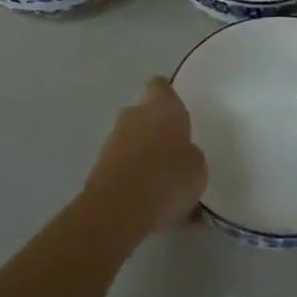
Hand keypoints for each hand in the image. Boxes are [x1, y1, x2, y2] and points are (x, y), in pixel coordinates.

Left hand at [82, 78, 207, 241]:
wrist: (118, 209)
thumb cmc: (168, 177)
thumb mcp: (197, 168)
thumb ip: (190, 155)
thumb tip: (183, 154)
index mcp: (162, 106)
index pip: (161, 86)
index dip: (168, 96)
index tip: (177, 109)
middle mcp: (135, 115)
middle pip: (144, 113)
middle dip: (155, 128)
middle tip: (173, 150)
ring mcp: (113, 140)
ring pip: (132, 140)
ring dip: (144, 154)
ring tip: (163, 182)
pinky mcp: (99, 166)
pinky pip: (123, 165)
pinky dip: (133, 177)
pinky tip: (149, 200)